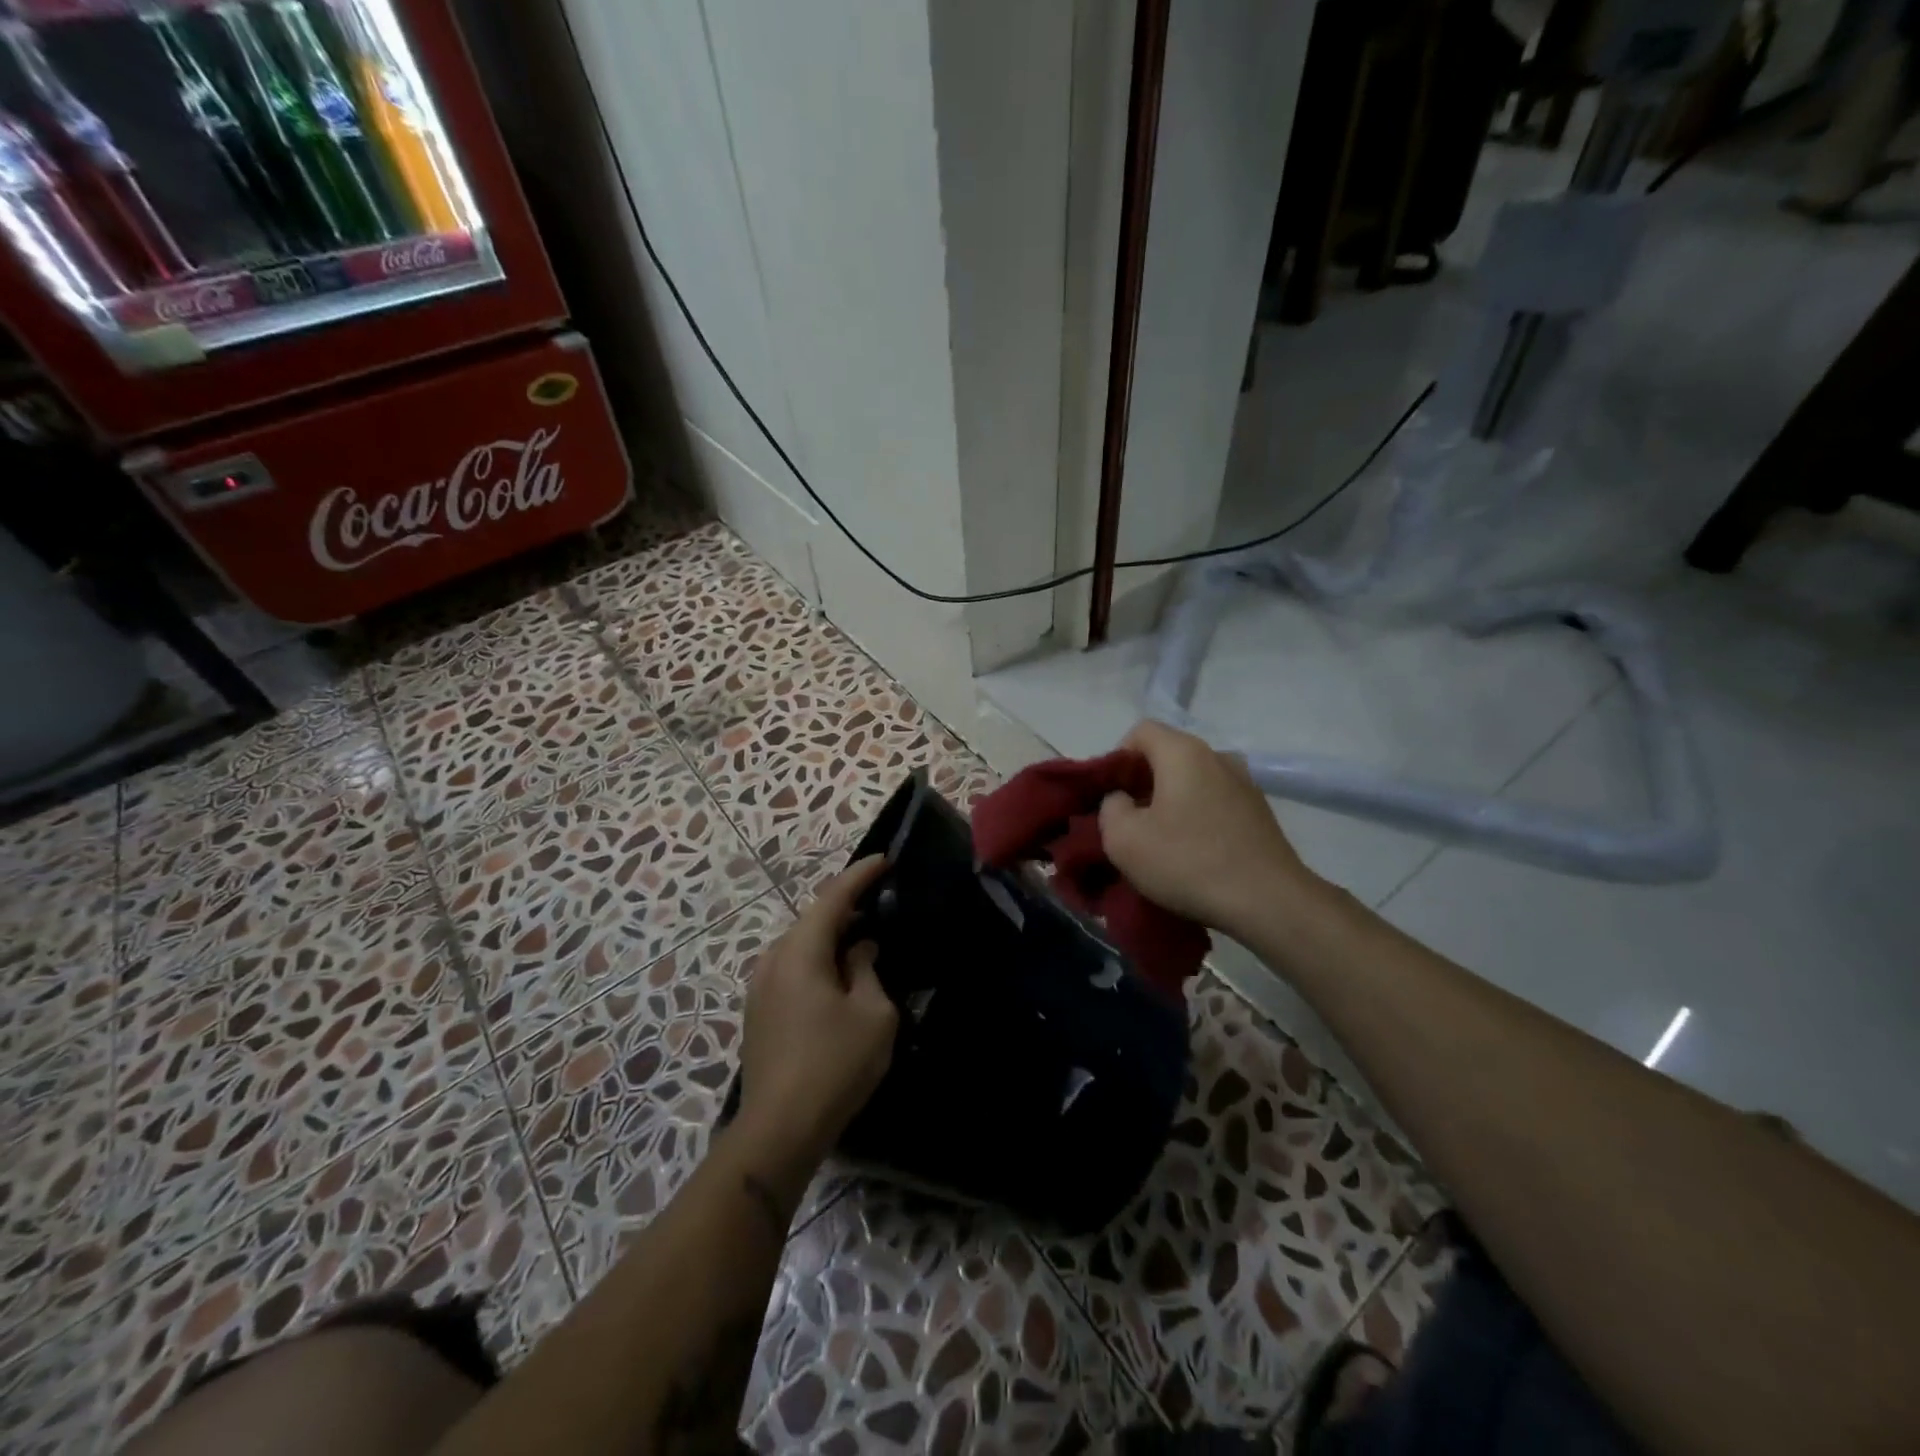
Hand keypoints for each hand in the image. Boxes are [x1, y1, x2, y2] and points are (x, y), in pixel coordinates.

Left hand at [735, 857, 897, 1178]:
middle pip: (814, 918)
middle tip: (882, 900)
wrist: (778, 1130)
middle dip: (847, 906)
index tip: (886, 859)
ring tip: (865, 936)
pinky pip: (794, 968)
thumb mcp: (872, 1014)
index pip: (833, 897)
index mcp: (800, 951)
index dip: (861, 875)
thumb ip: (867, 969)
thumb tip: (860, 949)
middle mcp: (773, 959)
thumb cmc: (834, 1065)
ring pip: (802, 945)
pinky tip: (840, 974)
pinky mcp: (759, 1011)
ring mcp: (761, 986)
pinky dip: (819, 959)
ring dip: (832, 936)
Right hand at [1099, 719, 1324, 937]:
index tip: (1112, 797)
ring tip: (1161, 843)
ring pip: (1192, 782)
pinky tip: (1193, 855)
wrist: (1269, 903)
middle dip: (1142, 785)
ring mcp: (1244, 784)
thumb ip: (1109, 808)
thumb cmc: (1188, 863)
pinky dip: (1197, 819)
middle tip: (1130, 824)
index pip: (1140, 731)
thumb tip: (1122, 800)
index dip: (1117, 759)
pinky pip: (1214, 803)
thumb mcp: (1123, 839)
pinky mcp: (1259, 813)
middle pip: (1167, 756)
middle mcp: (1218, 757)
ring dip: (1171, 804)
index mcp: (1183, 752)